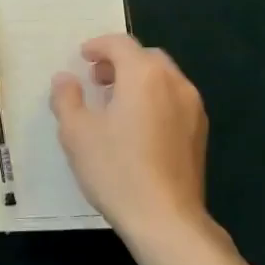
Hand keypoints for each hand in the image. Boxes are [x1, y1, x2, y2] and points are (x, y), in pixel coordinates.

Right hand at [51, 34, 211, 246]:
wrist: (166, 220)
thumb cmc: (117, 170)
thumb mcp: (76, 133)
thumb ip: (67, 98)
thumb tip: (65, 79)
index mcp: (144, 75)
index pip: (120, 44)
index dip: (98, 45)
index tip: (83, 57)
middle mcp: (174, 82)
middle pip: (146, 57)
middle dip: (120, 62)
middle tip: (97, 80)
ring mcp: (192, 108)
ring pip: (163, 78)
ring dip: (139, 80)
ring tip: (116, 103)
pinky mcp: (200, 132)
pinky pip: (175, 100)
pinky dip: (155, 98)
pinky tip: (138, 127)